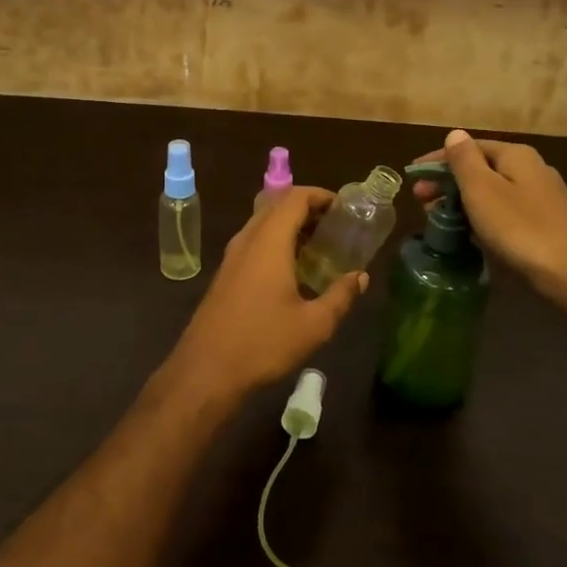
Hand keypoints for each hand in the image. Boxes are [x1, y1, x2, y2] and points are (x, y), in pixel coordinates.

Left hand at [164, 187, 367, 398]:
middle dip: (307, 208)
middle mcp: (248, 239)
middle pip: (277, 204)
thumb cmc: (263, 343)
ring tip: (319, 245)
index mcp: (269, 241)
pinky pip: (254, 241)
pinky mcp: (225, 274)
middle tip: (336, 226)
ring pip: (263, 223)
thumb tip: (361, 276)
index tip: (344, 208)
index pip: (294, 197)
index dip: (320, 195)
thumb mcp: (314, 325)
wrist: (206, 371)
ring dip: (290, 225)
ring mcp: (232, 256)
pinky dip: (276, 241)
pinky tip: (293, 269)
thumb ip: (341, 296)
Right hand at [411, 129, 566, 302]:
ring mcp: (543, 198)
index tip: (412, 177)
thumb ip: (465, 160)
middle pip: (481, 168)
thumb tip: (455, 135)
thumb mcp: (482, 190)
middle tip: (422, 202)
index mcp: (516, 155)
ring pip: (493, 192)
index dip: (437, 160)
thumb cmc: (520, 227)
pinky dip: (483, 217)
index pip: (469, 147)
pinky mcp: (548, 224)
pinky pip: (506, 212)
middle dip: (449, 182)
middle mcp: (532, 169)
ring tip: (440, 220)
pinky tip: (473, 234)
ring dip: (463, 201)